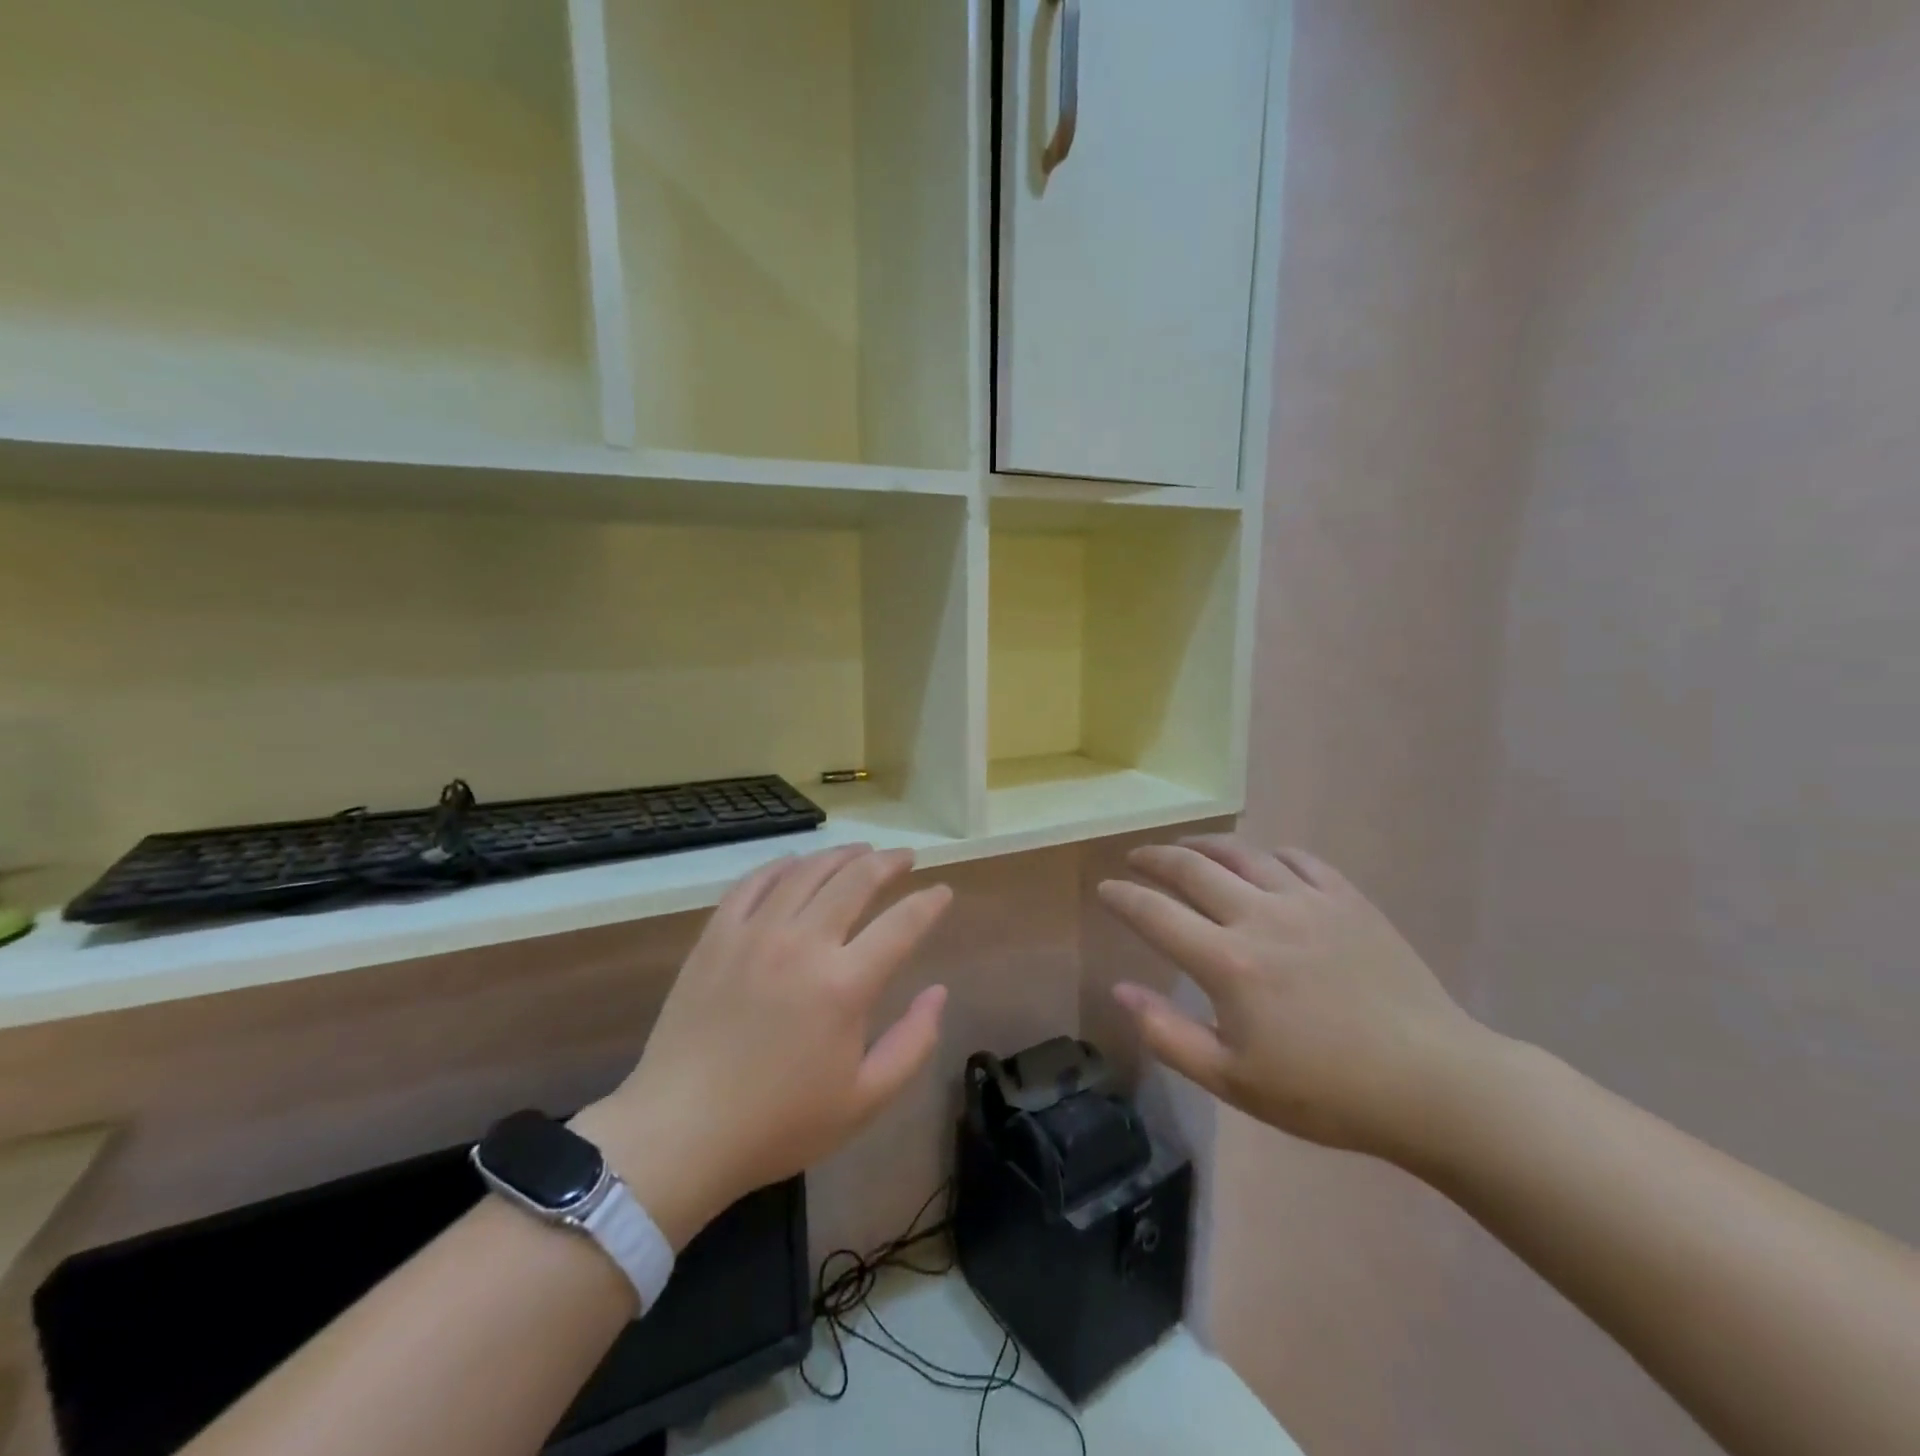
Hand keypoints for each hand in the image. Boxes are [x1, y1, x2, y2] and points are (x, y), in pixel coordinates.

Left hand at [573, 846, 951, 1248]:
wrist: (680, 1132)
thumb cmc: (778, 1123)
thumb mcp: (864, 1101)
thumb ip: (913, 1042)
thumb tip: (939, 992)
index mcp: (845, 985)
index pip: (902, 923)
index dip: (929, 902)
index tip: (943, 892)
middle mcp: (803, 943)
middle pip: (856, 880)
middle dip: (889, 862)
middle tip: (905, 856)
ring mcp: (755, 934)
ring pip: (807, 872)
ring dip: (841, 855)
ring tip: (861, 851)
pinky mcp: (716, 936)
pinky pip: (754, 883)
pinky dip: (782, 866)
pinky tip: (796, 864)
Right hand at [1098, 836, 1494, 1163]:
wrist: (1432, 1083)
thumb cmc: (1325, 1093)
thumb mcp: (1234, 1081)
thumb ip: (1168, 1034)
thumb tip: (1120, 990)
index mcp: (1227, 962)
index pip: (1154, 913)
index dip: (1122, 897)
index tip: (1105, 888)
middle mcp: (1260, 916)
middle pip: (1191, 868)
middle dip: (1154, 858)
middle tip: (1136, 858)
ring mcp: (1307, 901)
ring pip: (1241, 852)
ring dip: (1203, 846)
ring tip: (1186, 849)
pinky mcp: (1347, 898)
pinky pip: (1296, 858)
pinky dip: (1266, 854)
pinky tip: (1260, 862)